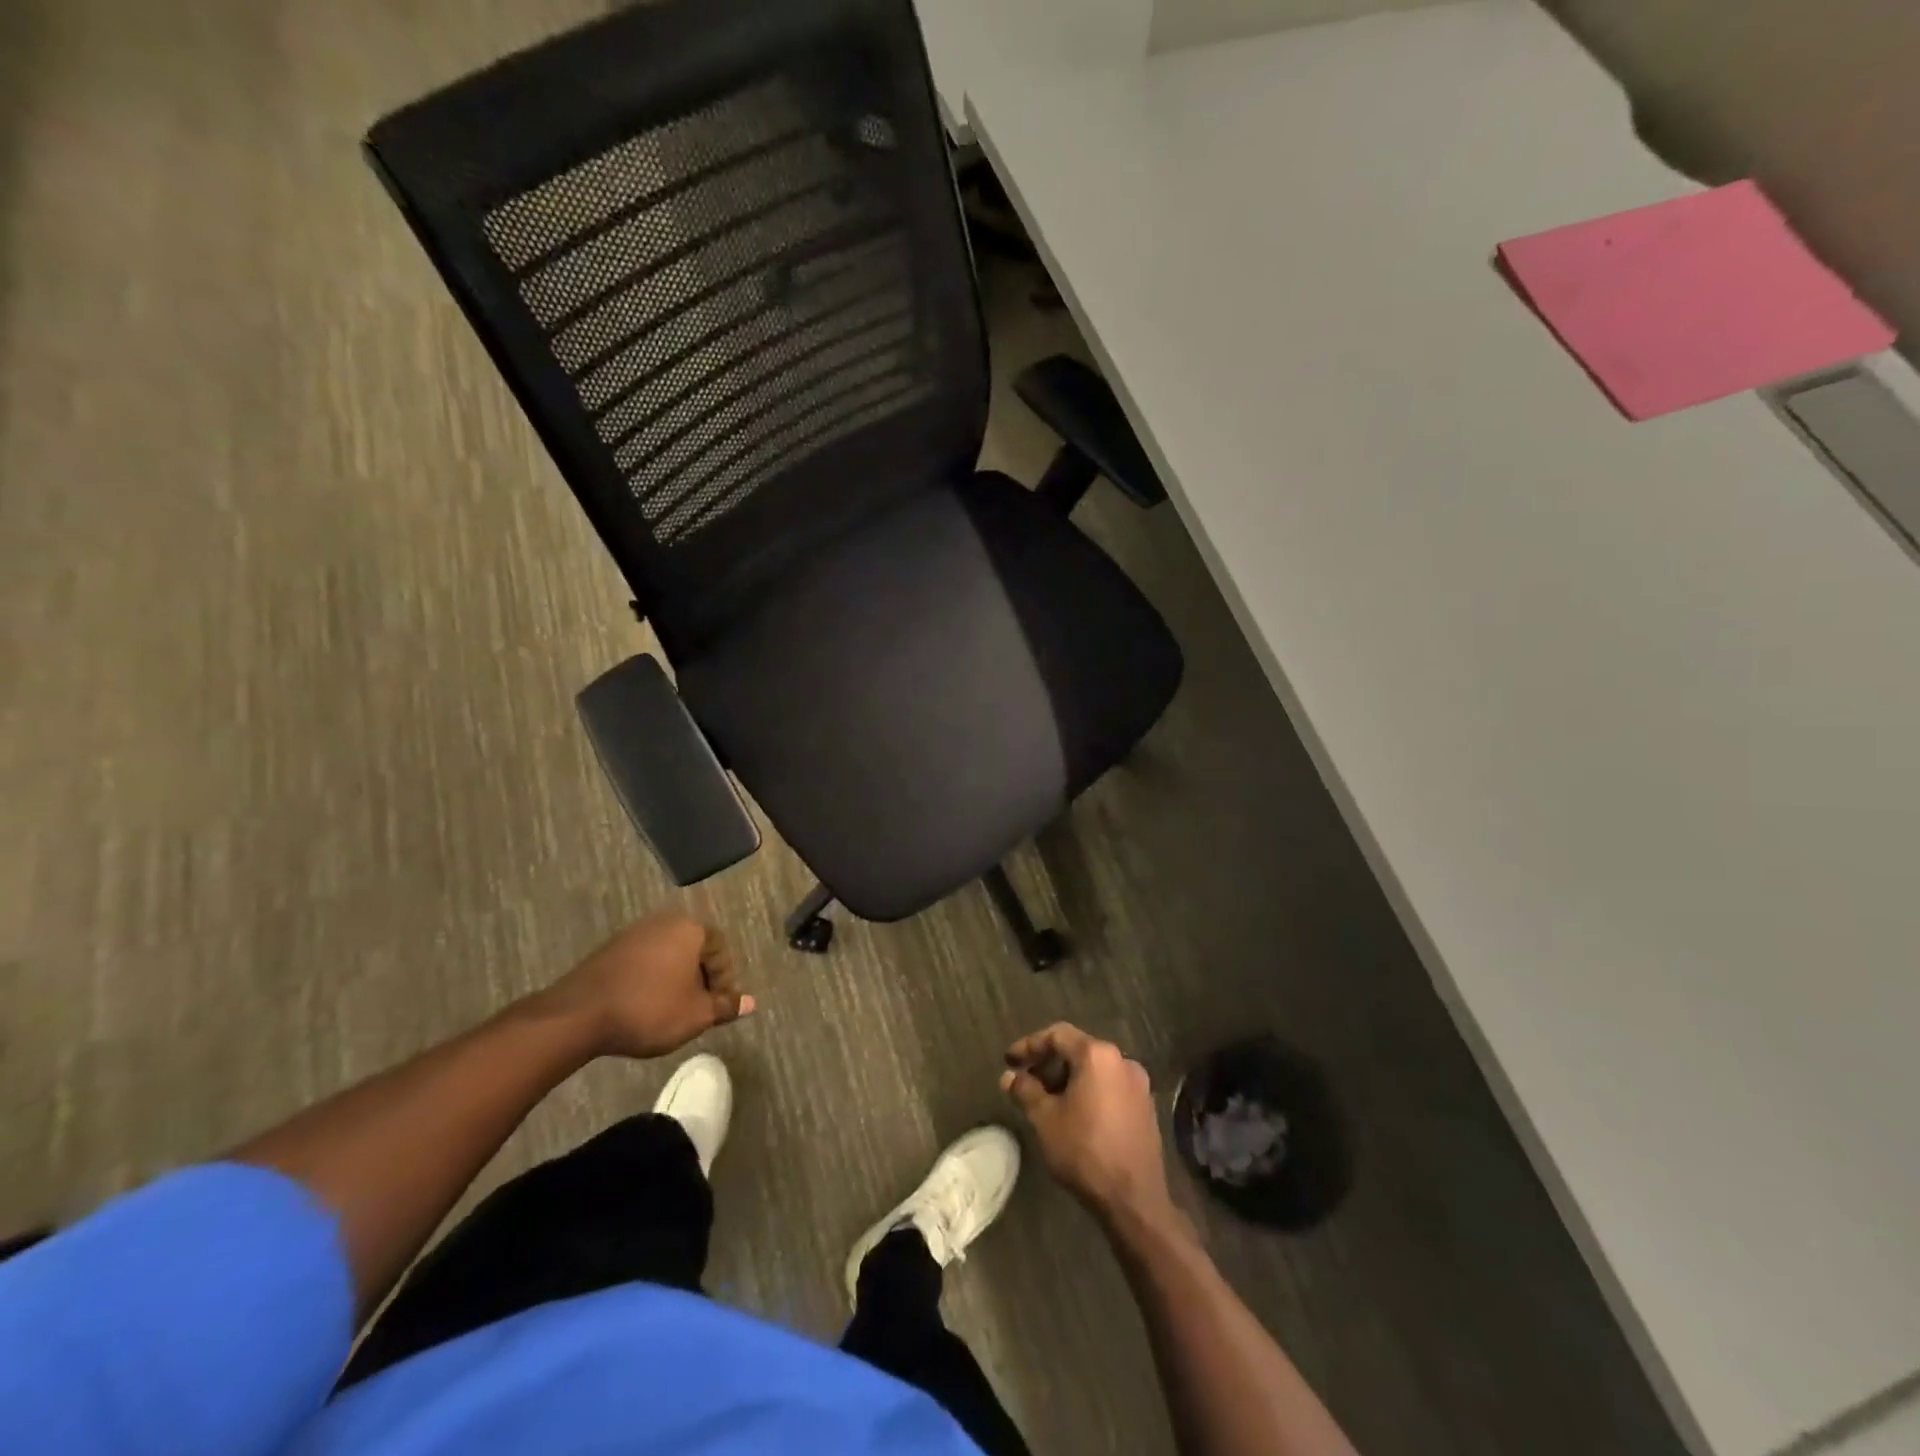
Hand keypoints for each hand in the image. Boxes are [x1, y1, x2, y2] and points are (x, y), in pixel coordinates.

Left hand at [543, 913, 753, 1058]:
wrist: (579, 1015)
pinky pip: (642, 962)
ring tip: (671, 1010)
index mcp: (690, 929)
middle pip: (693, 949)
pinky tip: (643, 1005)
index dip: (724, 979)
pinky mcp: (609, 950)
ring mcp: (633, 933)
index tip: (718, 1007)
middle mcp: (663, 922)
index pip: (720, 949)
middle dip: (699, 978)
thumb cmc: (650, 1010)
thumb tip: (750, 1002)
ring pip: (667, 955)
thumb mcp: (696, 1015)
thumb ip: (725, 1006)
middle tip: (698, 1008)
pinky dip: (650, 980)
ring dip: (674, 979)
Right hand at [1001, 1023, 1175, 1224]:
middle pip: (1078, 1050)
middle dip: (1048, 1064)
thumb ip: (1025, 1090)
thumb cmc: (1084, 1151)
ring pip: (1094, 1070)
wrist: (1134, 1200)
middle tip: (1026, 1084)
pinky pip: (1110, 1087)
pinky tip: (1074, 1116)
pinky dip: (1088, 1092)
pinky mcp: (1146, 1107)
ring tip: (1047, 1103)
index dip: (1029, 1045)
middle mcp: (1122, 1060)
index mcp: (1097, 1055)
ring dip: (1068, 1079)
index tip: (1009, 1061)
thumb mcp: (1045, 1119)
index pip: (1057, 1035)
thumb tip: (1009, 1076)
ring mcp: (1138, 1084)